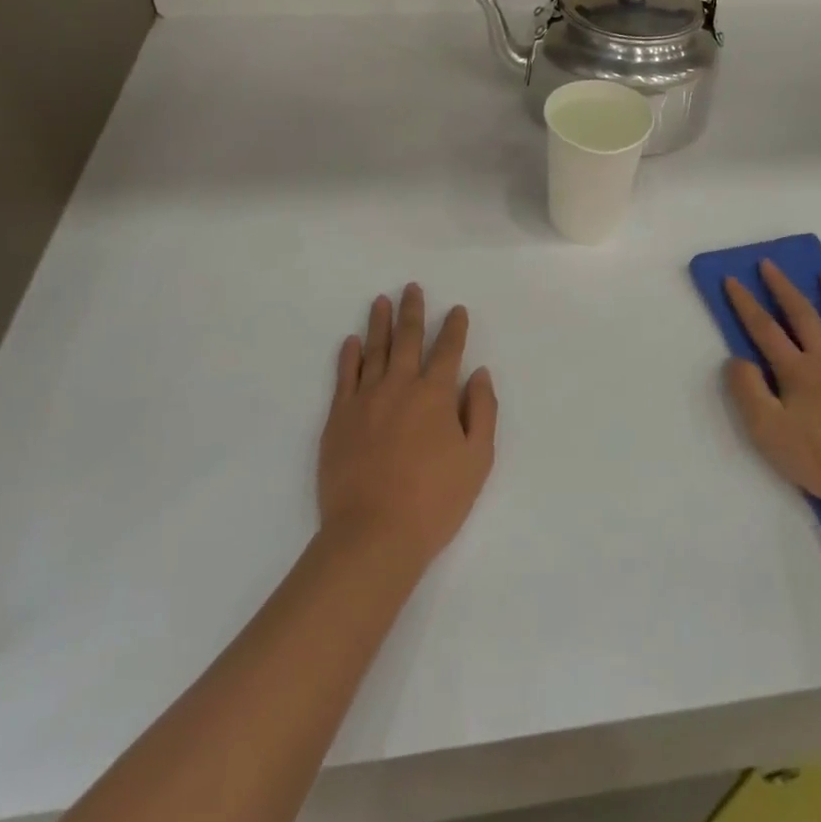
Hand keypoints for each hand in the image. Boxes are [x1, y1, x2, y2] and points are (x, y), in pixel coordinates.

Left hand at [320, 284, 497, 568]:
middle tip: (412, 287)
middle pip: (407, 339)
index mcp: (436, 395)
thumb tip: (479, 374)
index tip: (456, 309)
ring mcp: (365, 399)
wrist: (373, 534)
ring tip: (381, 300)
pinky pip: (344, 376)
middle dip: (413, 311)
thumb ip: (482, 411)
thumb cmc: (434, 501)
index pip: (448, 350)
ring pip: (374, 350)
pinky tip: (351, 341)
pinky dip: (349, 355)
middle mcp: (400, 386)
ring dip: (379, 323)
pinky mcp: (339, 418)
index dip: (454, 327)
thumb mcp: (477, 460)